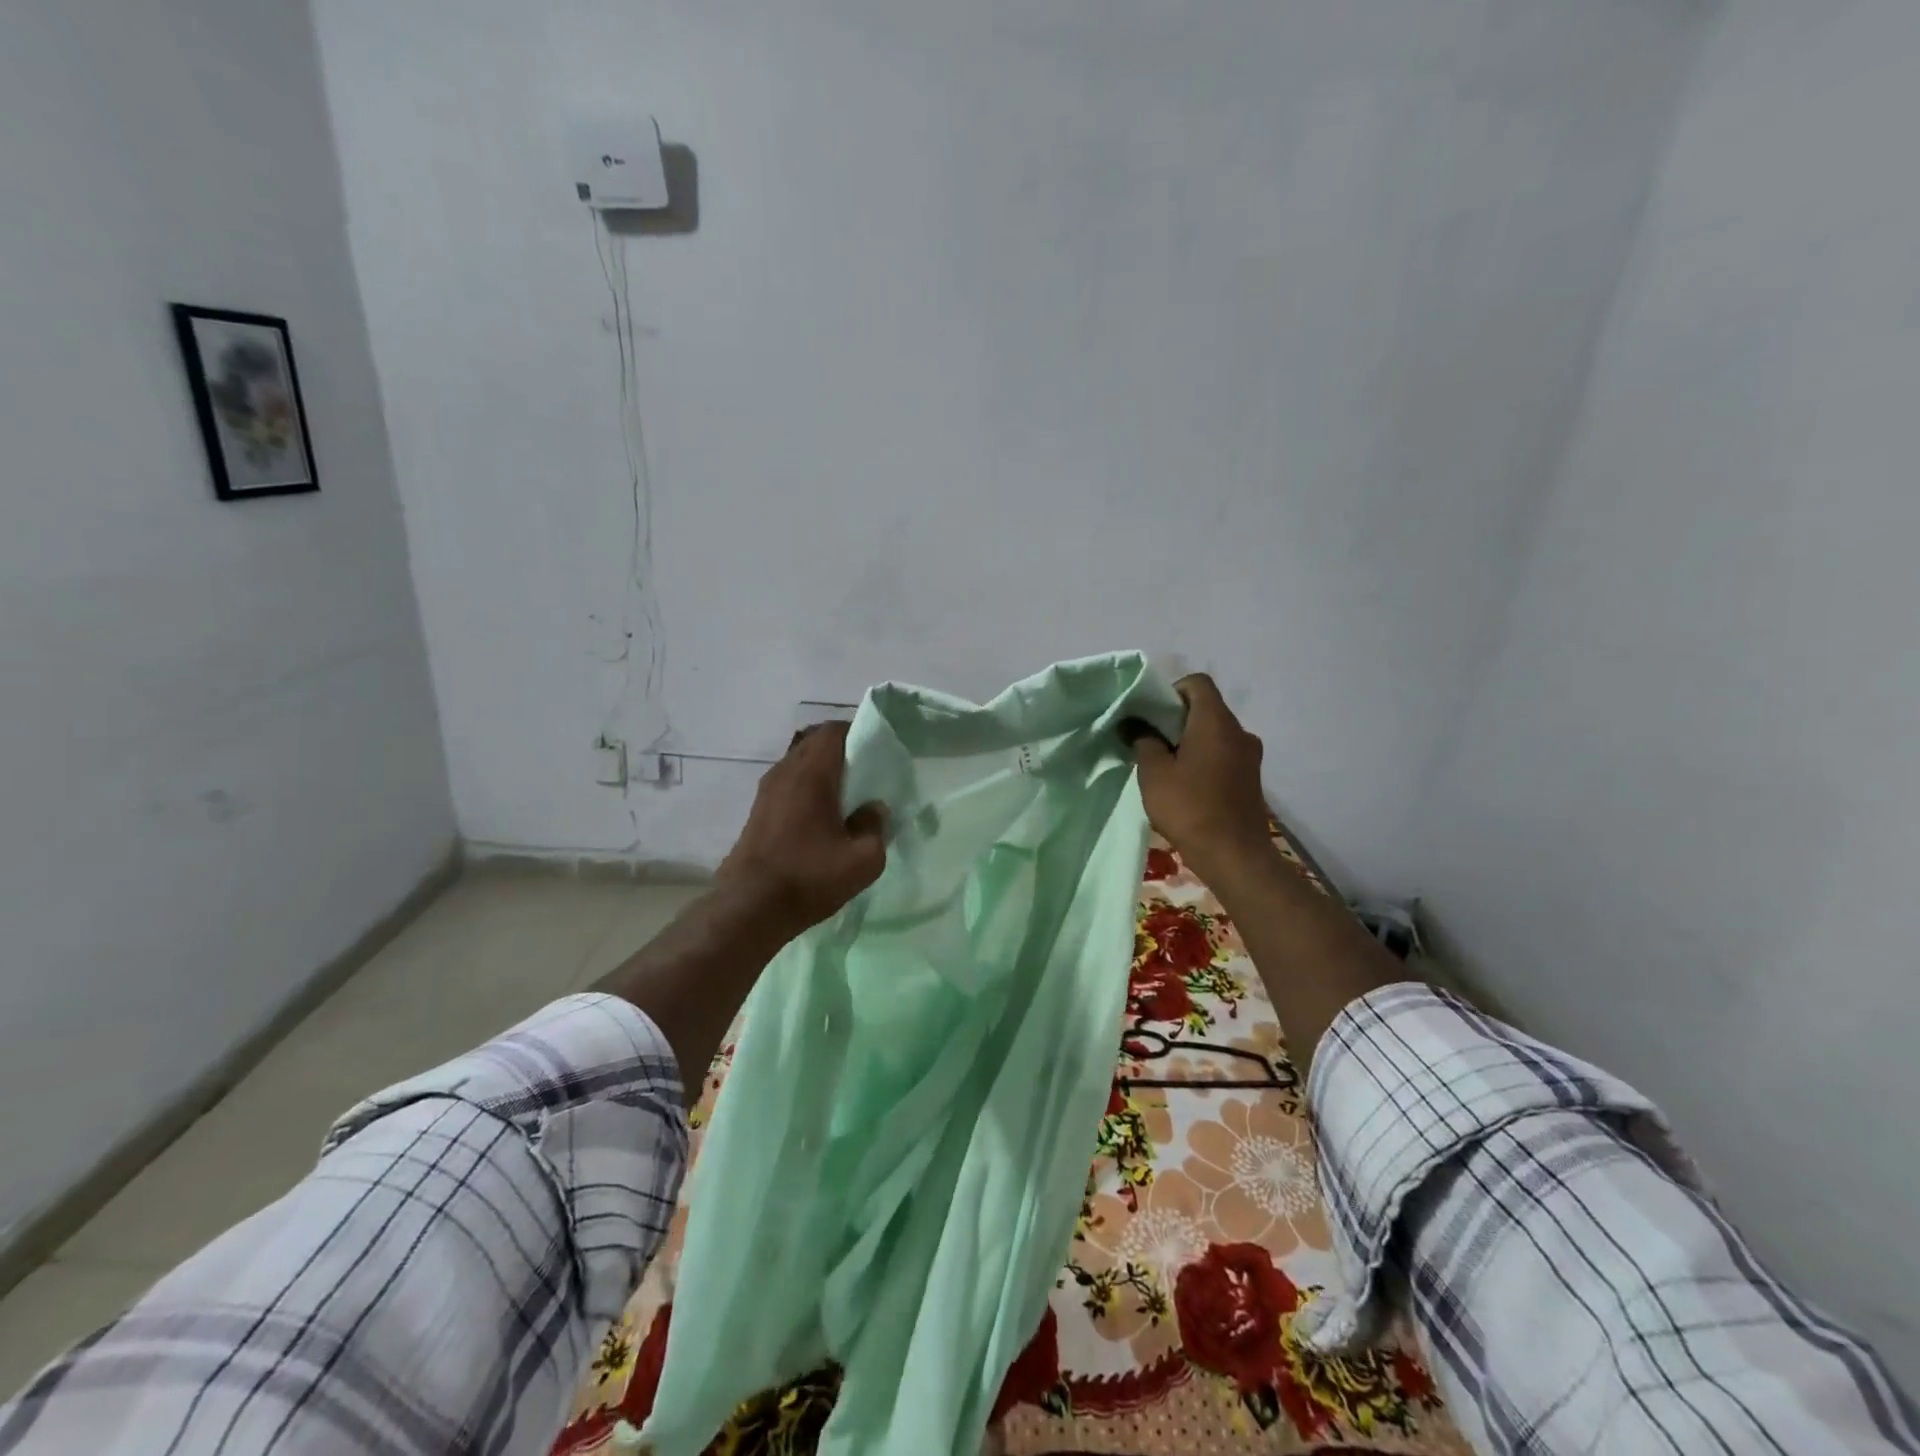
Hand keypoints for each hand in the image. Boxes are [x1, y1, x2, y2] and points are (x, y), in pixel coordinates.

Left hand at [716, 721, 887, 935]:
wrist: (750, 907)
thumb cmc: (809, 877)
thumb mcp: (863, 860)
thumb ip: (875, 827)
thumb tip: (874, 809)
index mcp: (812, 773)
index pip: (834, 731)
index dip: (858, 733)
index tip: (878, 750)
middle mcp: (785, 772)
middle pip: (815, 743)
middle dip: (842, 750)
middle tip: (867, 772)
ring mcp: (767, 791)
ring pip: (800, 763)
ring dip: (823, 770)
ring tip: (846, 794)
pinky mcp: (758, 810)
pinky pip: (789, 783)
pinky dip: (808, 787)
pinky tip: (822, 815)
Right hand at [1126, 674, 1271, 871]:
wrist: (1234, 855)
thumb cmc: (1189, 808)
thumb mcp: (1154, 773)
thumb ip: (1144, 742)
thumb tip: (1136, 725)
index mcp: (1216, 722)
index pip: (1197, 683)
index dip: (1171, 691)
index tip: (1152, 716)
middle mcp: (1239, 731)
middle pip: (1207, 708)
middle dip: (1177, 719)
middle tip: (1152, 742)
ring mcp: (1250, 756)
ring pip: (1216, 733)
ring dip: (1191, 741)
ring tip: (1167, 767)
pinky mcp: (1251, 778)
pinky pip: (1224, 754)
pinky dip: (1205, 759)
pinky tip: (1187, 785)